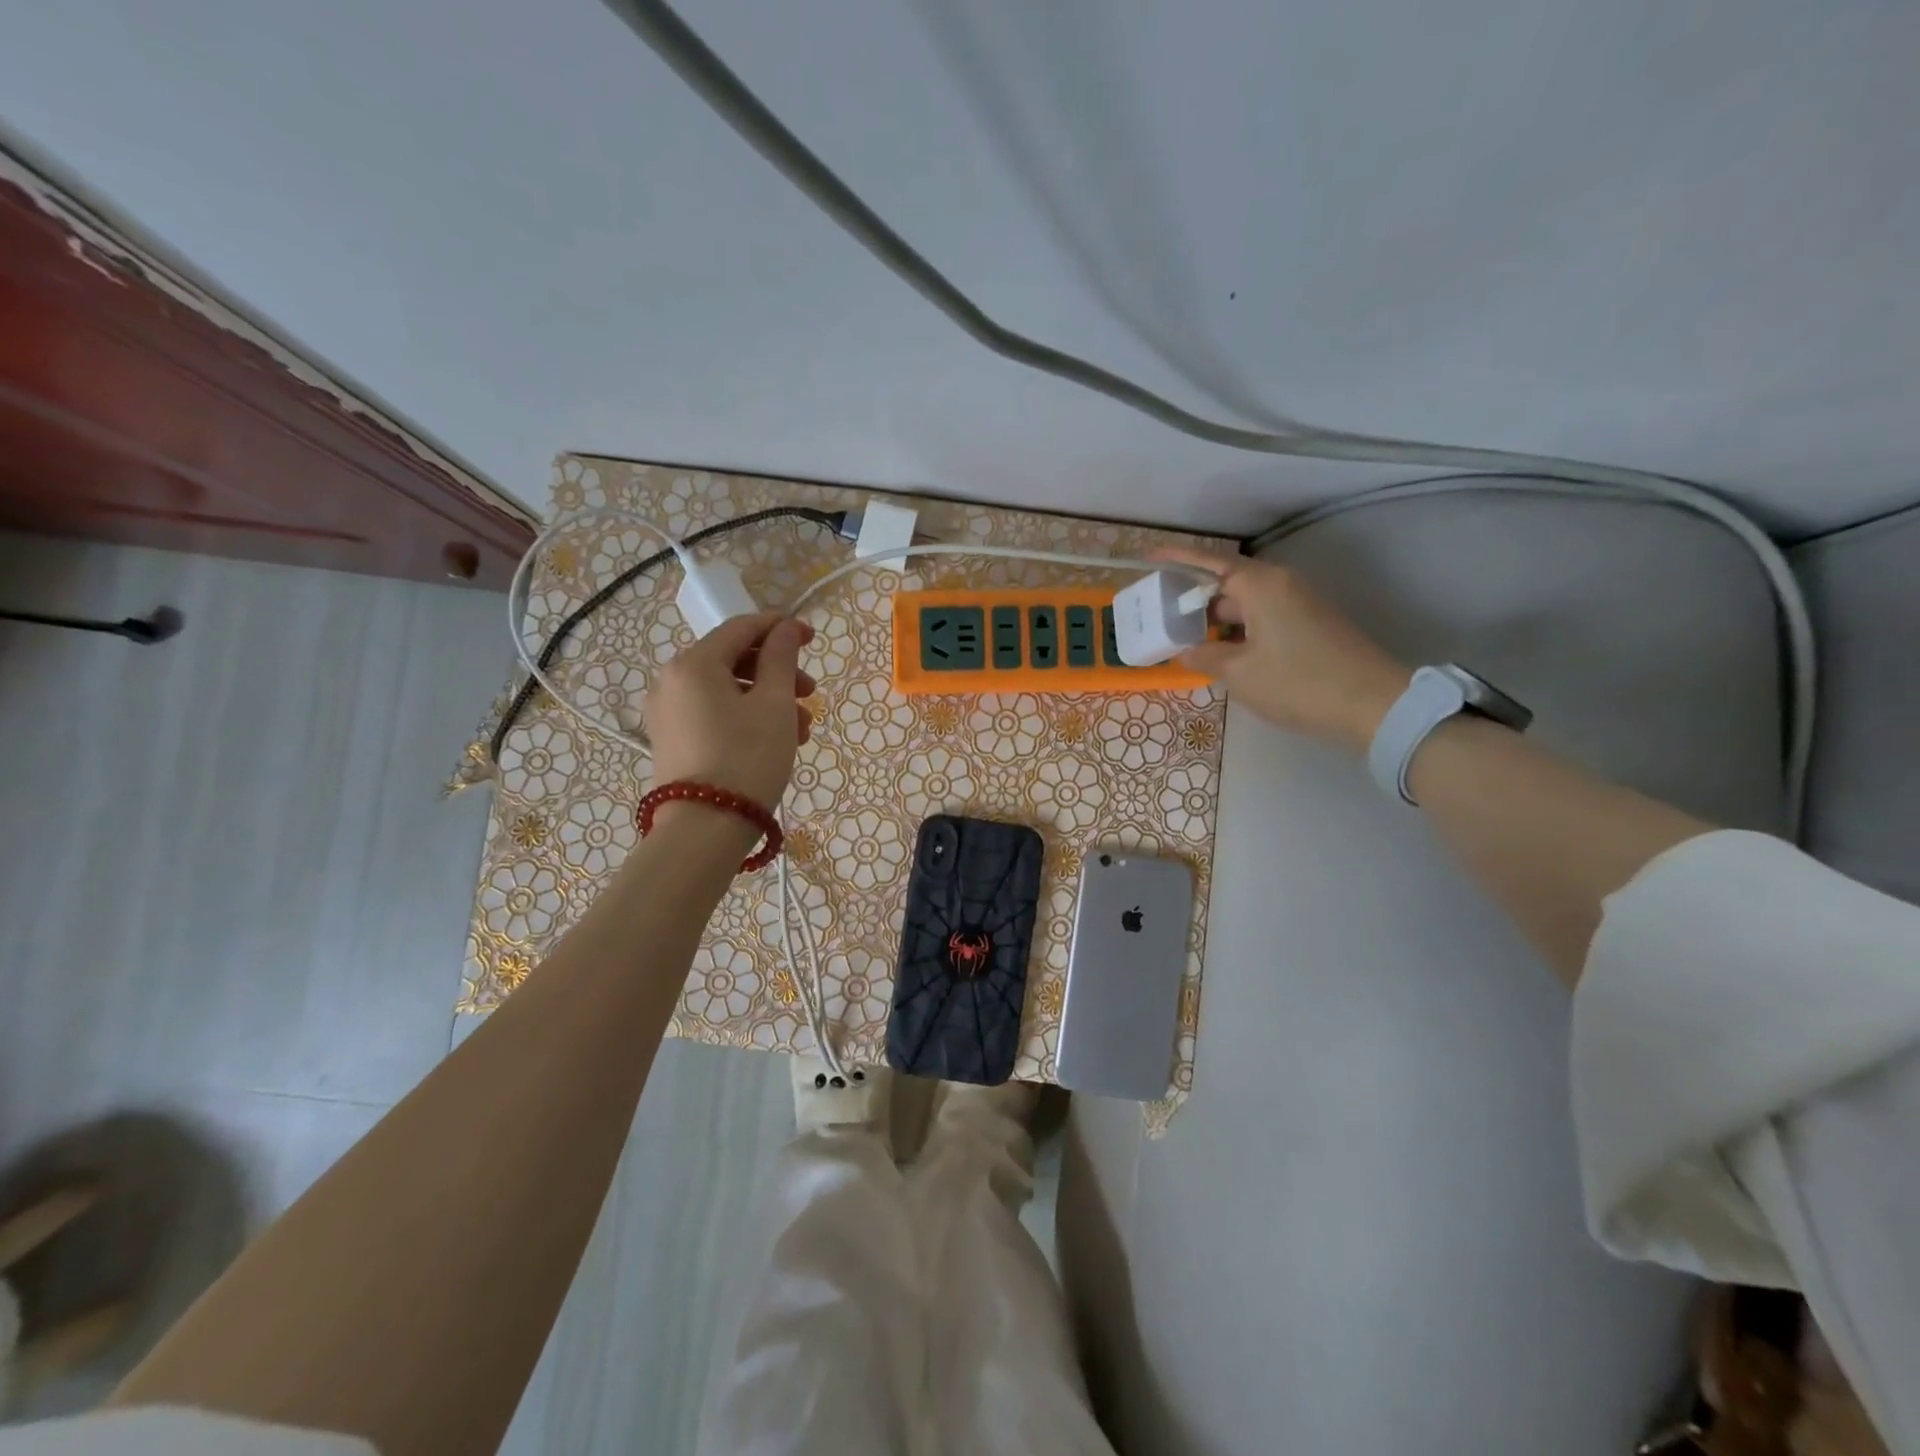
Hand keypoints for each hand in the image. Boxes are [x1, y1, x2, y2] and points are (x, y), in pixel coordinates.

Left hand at [646, 612, 816, 809]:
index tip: (812, 637)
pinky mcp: (671, 741)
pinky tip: (776, 741)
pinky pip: (713, 714)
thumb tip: (787, 628)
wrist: (704, 829)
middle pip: (733, 660)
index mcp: (693, 663)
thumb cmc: (747, 758)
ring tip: (802, 730)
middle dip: (777, 673)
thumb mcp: (774, 704)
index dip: (780, 628)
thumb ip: (781, 658)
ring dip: (768, 700)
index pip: (740, 628)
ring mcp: (667, 713)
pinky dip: (746, 717)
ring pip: (727, 691)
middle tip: (811, 694)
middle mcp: (671, 681)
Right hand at [1154, 547, 1409, 751]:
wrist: (1372, 704)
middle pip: (1229, 582)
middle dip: (1195, 597)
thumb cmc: (1297, 682)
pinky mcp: (1311, 624)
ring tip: (1186, 638)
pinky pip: (1264, 617)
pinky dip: (1239, 629)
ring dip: (1217, 618)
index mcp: (1262, 585)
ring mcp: (1300, 604)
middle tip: (1162, 613)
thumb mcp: (1240, 673)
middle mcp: (1281, 585)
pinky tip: (1223, 652)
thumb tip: (1186, 652)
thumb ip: (1206, 657)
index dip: (1179, 558)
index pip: (1211, 562)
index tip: (1150, 555)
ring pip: (1247, 603)